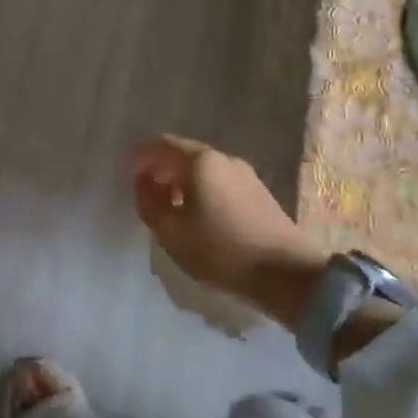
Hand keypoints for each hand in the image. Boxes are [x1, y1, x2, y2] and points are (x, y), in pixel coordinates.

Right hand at [132, 136, 324, 325]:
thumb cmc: (220, 250)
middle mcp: (224, 159)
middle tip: (147, 189)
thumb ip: (149, 203)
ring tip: (171, 205)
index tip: (131, 172)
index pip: (164, 144)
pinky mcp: (259, 193)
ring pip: (205, 169)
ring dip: (183, 180)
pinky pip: (221, 181)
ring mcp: (246, 175)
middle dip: (163, 168)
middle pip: (185, 154)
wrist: (286, 273)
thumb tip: (144, 183)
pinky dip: (202, 189)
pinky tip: (198, 214)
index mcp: (201, 162)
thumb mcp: (171, 232)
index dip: (143, 155)